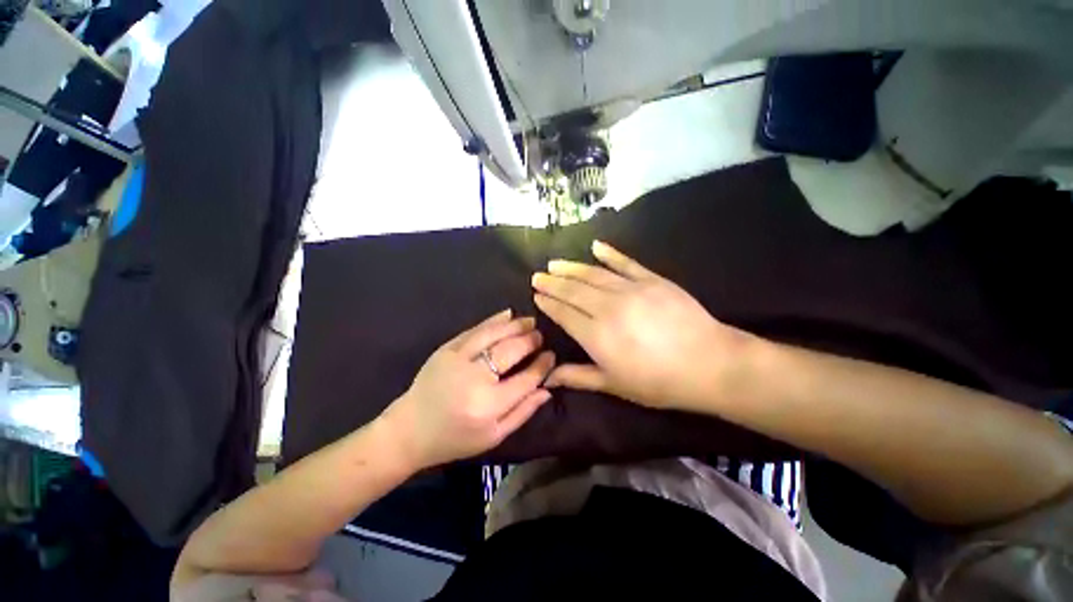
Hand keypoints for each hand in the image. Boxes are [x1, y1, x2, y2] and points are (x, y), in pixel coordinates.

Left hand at [379, 310, 554, 469]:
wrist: (410, 430)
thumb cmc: (455, 439)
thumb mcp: (494, 436)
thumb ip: (523, 412)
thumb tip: (547, 389)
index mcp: (488, 406)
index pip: (525, 379)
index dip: (542, 365)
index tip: (551, 355)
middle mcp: (474, 380)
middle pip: (510, 351)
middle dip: (530, 340)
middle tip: (540, 335)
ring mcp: (457, 360)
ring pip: (493, 335)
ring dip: (515, 325)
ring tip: (529, 321)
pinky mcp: (445, 350)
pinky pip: (474, 330)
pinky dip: (493, 321)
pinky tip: (507, 314)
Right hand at [532, 241, 755, 411]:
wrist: (709, 364)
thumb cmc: (657, 381)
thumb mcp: (613, 384)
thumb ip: (578, 377)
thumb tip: (547, 378)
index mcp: (596, 335)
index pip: (564, 313)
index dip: (549, 303)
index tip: (536, 295)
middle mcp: (607, 307)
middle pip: (573, 290)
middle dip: (552, 282)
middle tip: (537, 275)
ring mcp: (630, 289)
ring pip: (592, 274)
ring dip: (571, 268)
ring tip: (554, 263)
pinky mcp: (651, 279)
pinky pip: (625, 262)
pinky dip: (609, 253)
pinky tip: (595, 246)